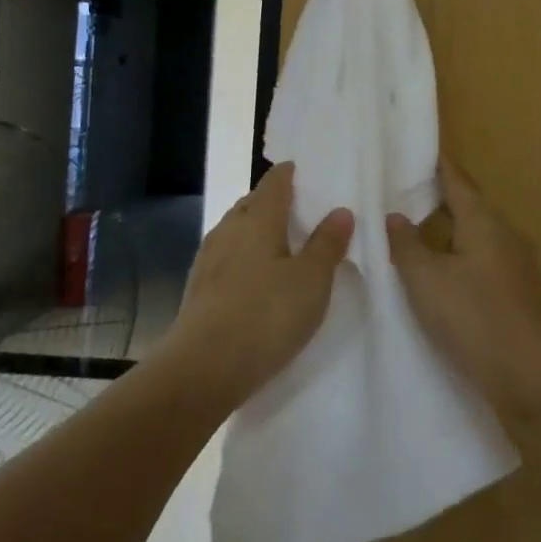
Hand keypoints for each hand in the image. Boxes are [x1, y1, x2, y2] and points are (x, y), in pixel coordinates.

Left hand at [165, 162, 353, 402]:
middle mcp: (229, 229)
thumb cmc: (266, 315)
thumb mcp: (311, 280)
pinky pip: (226, 258)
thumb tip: (340, 210)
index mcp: (258, 218)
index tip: (304, 173)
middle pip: (251, 204)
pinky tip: (255, 278)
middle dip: (273, 202)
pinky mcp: (199, 288)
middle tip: (300, 211)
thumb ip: (327, 244)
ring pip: (236, 231)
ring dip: (256, 231)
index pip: (274, 182)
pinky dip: (244, 257)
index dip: (290, 174)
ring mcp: (208, 258)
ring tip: (281, 245)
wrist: (203, 368)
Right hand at [387, 161, 540, 422]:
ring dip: (449, 234)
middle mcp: (505, 236)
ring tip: (415, 237)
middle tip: (403, 197)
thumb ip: (407, 245)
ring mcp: (517, 267)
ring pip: (477, 238)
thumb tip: (395, 216)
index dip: (438, 167)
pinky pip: (483, 264)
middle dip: (439, 201)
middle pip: (470, 208)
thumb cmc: (475, 317)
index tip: (418, 152)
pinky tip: (441, 278)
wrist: (533, 377)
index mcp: (484, 222)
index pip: (458, 182)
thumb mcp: (426, 280)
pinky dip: (460, 260)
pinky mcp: (519, 296)